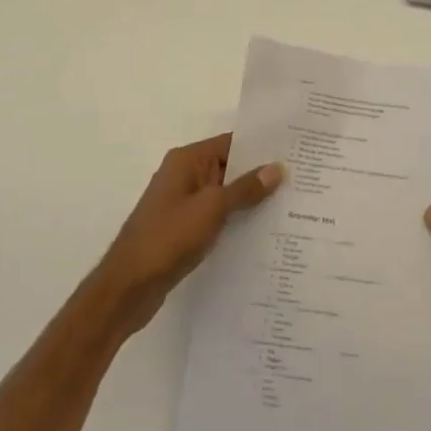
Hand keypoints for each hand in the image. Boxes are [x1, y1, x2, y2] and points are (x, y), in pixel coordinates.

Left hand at [98, 134, 284, 334]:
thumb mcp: (212, 208)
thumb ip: (245, 188)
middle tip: (302, 177)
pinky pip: (218, 216)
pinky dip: (238, 219)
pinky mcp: (185, 229)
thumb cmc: (168, 237)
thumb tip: (277, 167)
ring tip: (292, 203)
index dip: (262, 146)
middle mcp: (184, 176)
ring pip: (225, 194)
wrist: (128, 287)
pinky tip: (265, 229)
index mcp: (187, 161)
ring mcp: (183, 204)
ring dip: (251, 199)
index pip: (231, 142)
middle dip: (261, 173)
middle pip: (230, 167)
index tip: (295, 150)